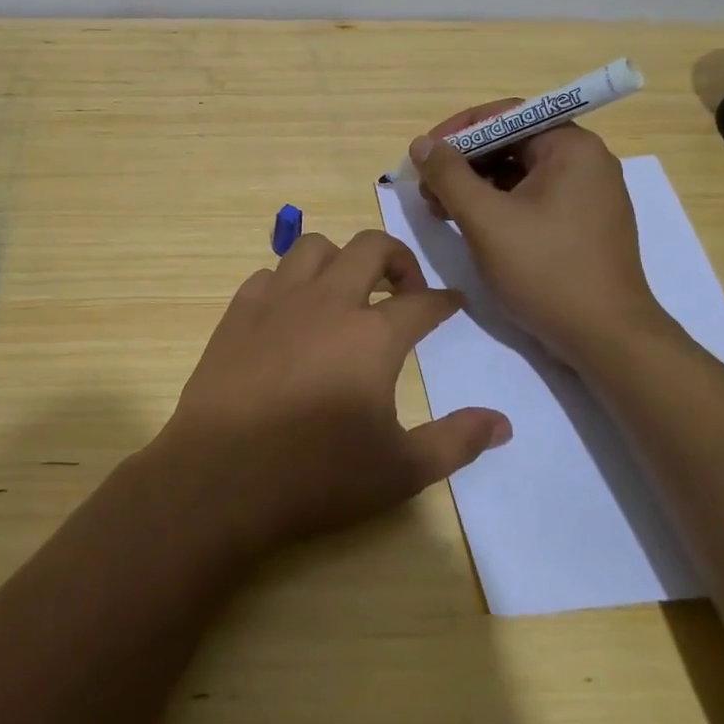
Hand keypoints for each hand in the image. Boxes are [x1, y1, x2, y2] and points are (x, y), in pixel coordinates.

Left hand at [156, 230, 510, 552]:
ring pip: (314, 247)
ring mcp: (277, 301)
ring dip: (339, 259)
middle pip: (370, 247)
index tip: (453, 305)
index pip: (422, 302)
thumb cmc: (316, 475)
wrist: (221, 476)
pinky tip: (292, 311)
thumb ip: (456, 442)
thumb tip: (501, 422)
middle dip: (397, 257)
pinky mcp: (238, 311)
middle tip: (404, 289)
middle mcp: (328, 302)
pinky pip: (269, 273)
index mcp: (372, 335)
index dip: (444, 301)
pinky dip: (290, 281)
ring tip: (346, 290)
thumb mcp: (400, 470)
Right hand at [410, 104, 664, 361]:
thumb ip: (449, 175)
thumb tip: (422, 143)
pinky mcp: (581, 224)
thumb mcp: (485, 219)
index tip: (425, 154)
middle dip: (463, 162)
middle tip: (427, 188)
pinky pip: (531, 198)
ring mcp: (586, 195)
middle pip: (511, 143)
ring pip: (518, 173)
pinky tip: (469, 225)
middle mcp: (585, 162)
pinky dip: (497, 205)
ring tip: (440, 210)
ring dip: (475, 185)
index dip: (458, 130)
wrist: (606, 339)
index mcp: (571, 147)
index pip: (506, 115)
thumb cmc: (545, 270)